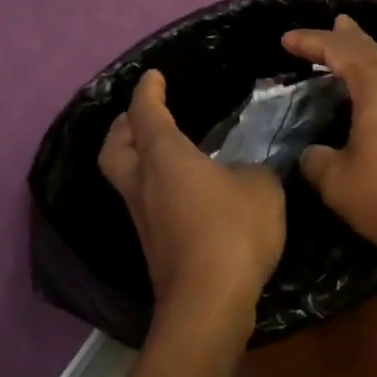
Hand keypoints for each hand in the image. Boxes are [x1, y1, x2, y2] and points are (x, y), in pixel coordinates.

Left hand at [98, 70, 285, 325]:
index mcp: (164, 156)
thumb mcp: (261, 187)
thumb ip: (252, 170)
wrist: (209, 301)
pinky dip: (154, 186)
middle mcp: (143, 183)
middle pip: (115, 146)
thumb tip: (243, 174)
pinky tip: (183, 190)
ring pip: (125, 177)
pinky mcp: (153, 245)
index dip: (148, 90)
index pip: (145, 112)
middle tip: (141, 115)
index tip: (153, 76)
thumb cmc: (234, 230)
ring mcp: (142, 218)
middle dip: (123, 125)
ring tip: (162, 150)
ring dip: (136, 157)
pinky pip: (145, 202)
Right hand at [281, 15, 376, 260]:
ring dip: (369, 56)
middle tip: (336, 22)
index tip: (286, 40)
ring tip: (355, 49)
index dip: (311, 42)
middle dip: (349, 37)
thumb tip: (315, 154)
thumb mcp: (336, 181)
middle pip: (373, 51)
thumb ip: (317, 160)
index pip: (339, 51)